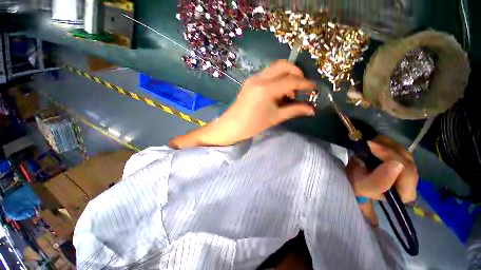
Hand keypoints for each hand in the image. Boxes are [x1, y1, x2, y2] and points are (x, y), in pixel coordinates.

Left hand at [169, 60, 314, 147]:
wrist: (232, 126)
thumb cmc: (253, 125)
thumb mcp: (275, 118)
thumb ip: (294, 110)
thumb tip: (311, 109)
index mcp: (266, 89)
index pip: (291, 80)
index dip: (305, 84)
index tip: (314, 89)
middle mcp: (259, 79)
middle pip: (283, 65)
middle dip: (297, 73)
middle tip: (301, 88)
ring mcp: (253, 78)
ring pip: (275, 68)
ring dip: (286, 76)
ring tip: (289, 94)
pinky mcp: (250, 81)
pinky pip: (268, 74)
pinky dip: (277, 79)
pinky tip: (278, 93)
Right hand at [346, 135, 417, 224]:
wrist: (349, 179)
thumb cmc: (353, 186)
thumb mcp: (361, 187)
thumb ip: (379, 182)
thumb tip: (396, 166)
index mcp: (403, 194)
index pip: (409, 176)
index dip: (393, 162)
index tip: (371, 150)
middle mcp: (409, 182)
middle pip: (409, 162)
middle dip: (389, 150)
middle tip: (369, 144)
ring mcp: (405, 169)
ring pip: (405, 153)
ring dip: (387, 145)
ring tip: (370, 143)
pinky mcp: (399, 159)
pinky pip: (399, 148)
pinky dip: (387, 142)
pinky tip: (375, 143)